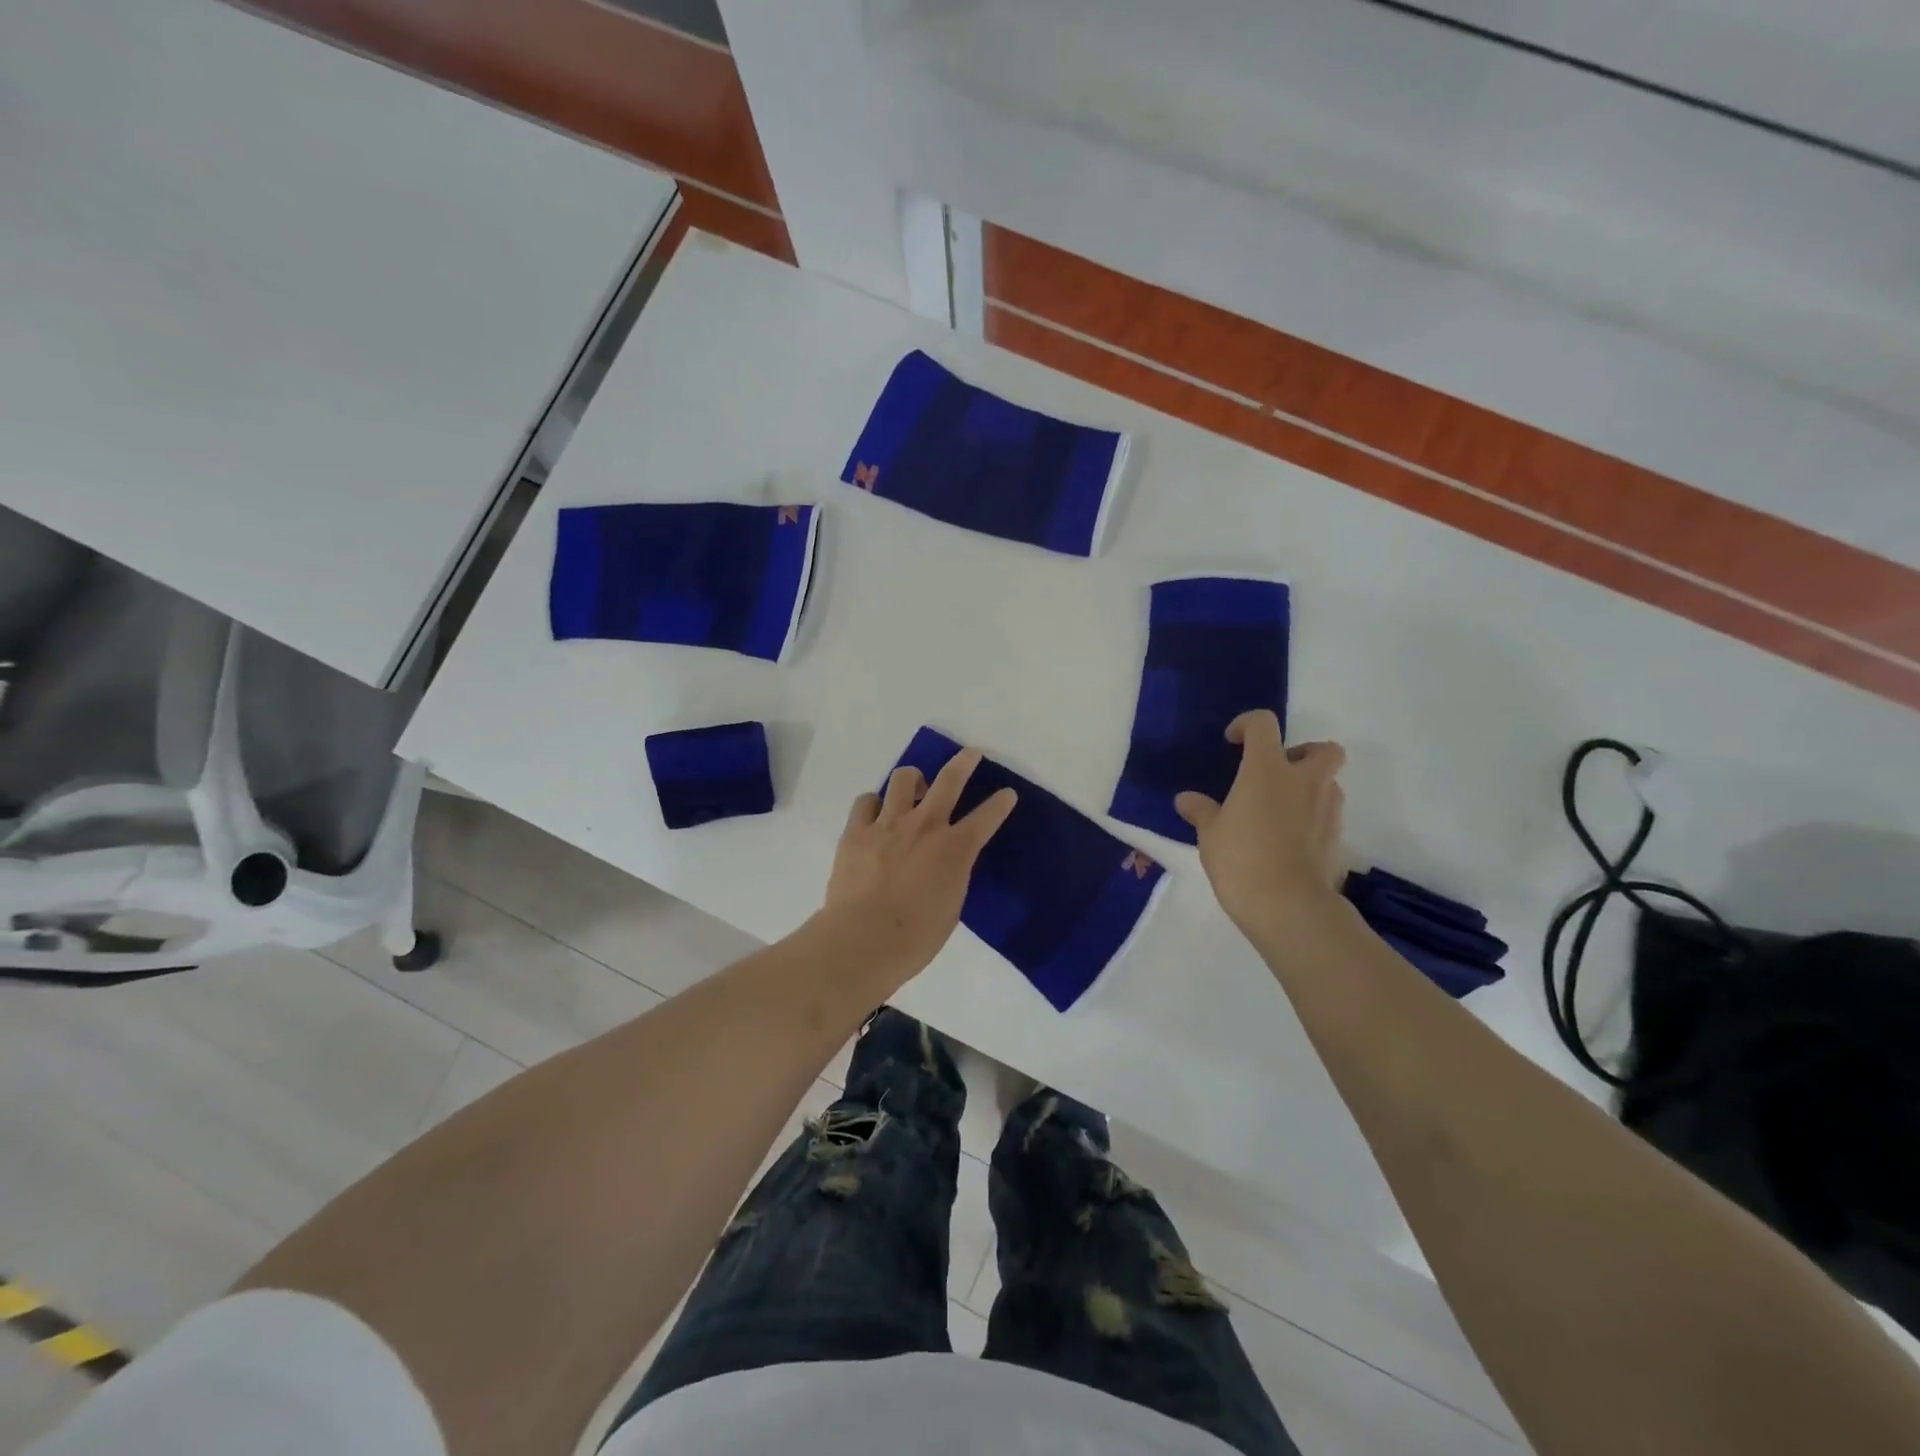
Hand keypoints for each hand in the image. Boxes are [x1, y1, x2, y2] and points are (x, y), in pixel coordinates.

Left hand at [823, 748, 1017, 979]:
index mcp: (955, 849)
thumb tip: (945, 863)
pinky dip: (873, 804)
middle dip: (964, 762)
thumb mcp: (951, 905)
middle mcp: (925, 825)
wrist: (864, 939)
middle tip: (970, 754)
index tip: (1007, 793)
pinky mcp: (856, 830)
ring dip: (913, 779)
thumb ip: (951, 874)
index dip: (1001, 803)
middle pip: (950, 780)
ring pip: (904, 778)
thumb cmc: (916, 936)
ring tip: (913, 788)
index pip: (987, 817)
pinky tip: (874, 815)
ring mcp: (888, 823)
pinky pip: (866, 801)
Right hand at [1175, 711, 1346, 939]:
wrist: (1288, 906)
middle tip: (1277, 774)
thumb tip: (1186, 800)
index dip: (1247, 725)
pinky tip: (1290, 841)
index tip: (1233, 743)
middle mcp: (1304, 781)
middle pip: (1323, 748)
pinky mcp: (1338, 839)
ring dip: (1309, 788)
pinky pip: (1328, 816)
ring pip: (1329, 783)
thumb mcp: (1209, 834)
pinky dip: (1313, 819)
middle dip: (1303, 753)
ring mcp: (1327, 809)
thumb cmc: (1241, 859)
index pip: (1264, 724)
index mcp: (1267, 769)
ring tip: (1280, 811)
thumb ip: (1201, 811)